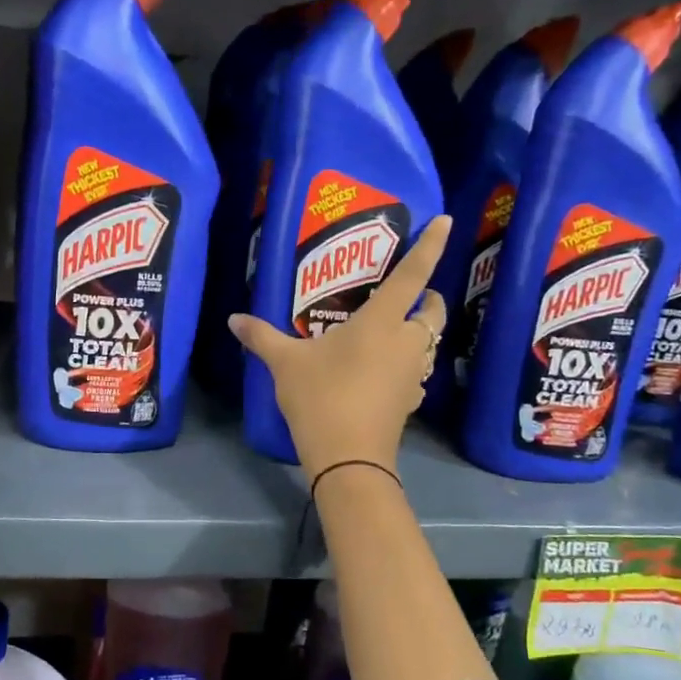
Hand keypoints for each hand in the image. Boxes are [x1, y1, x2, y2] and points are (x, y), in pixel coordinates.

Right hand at [230, 215, 450, 477]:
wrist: (349, 458)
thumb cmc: (321, 397)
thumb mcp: (286, 363)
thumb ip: (261, 337)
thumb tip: (233, 319)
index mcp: (381, 321)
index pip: (413, 275)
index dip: (431, 246)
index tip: (447, 221)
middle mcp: (406, 342)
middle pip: (433, 310)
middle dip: (428, 296)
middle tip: (407, 294)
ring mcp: (413, 373)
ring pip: (429, 342)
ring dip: (420, 330)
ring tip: (393, 330)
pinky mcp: (411, 400)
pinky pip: (417, 371)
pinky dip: (409, 363)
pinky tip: (385, 371)